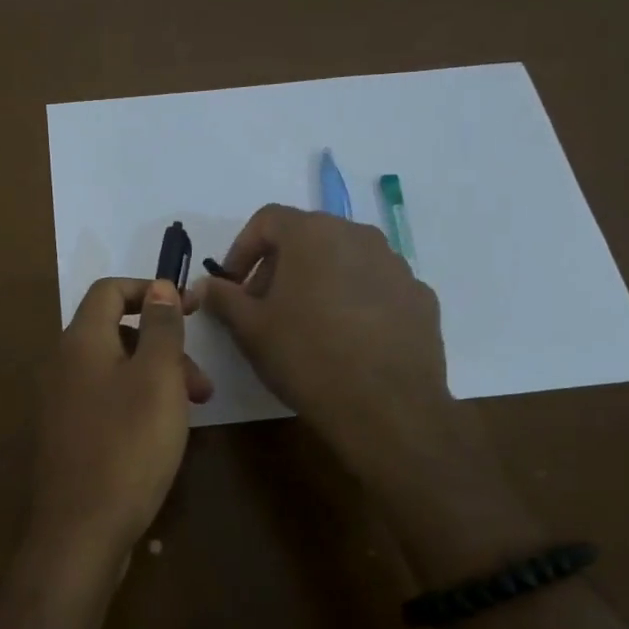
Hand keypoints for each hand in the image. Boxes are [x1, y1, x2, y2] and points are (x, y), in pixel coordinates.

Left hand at [28, 277, 212, 568]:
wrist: (80, 531)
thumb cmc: (128, 445)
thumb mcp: (157, 378)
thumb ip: (161, 328)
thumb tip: (159, 286)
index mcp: (81, 342)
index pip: (110, 290)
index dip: (151, 290)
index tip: (190, 308)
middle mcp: (63, 365)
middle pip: (116, 332)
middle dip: (164, 346)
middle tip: (200, 383)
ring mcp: (60, 403)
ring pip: (115, 370)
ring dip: (156, 378)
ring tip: (192, 411)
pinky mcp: (66, 436)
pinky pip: (105, 400)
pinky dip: (137, 403)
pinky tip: (161, 435)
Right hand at [197, 205, 453, 483]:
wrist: (387, 408)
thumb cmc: (307, 357)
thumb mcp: (251, 330)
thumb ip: (224, 298)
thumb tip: (207, 285)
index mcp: (313, 234)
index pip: (267, 219)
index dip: (242, 249)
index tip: (233, 285)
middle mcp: (358, 235)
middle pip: (308, 236)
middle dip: (280, 265)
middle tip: (264, 306)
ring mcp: (396, 264)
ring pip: (345, 259)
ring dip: (319, 280)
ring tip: (307, 324)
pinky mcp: (420, 296)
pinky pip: (375, 285)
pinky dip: (354, 299)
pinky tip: (347, 339)